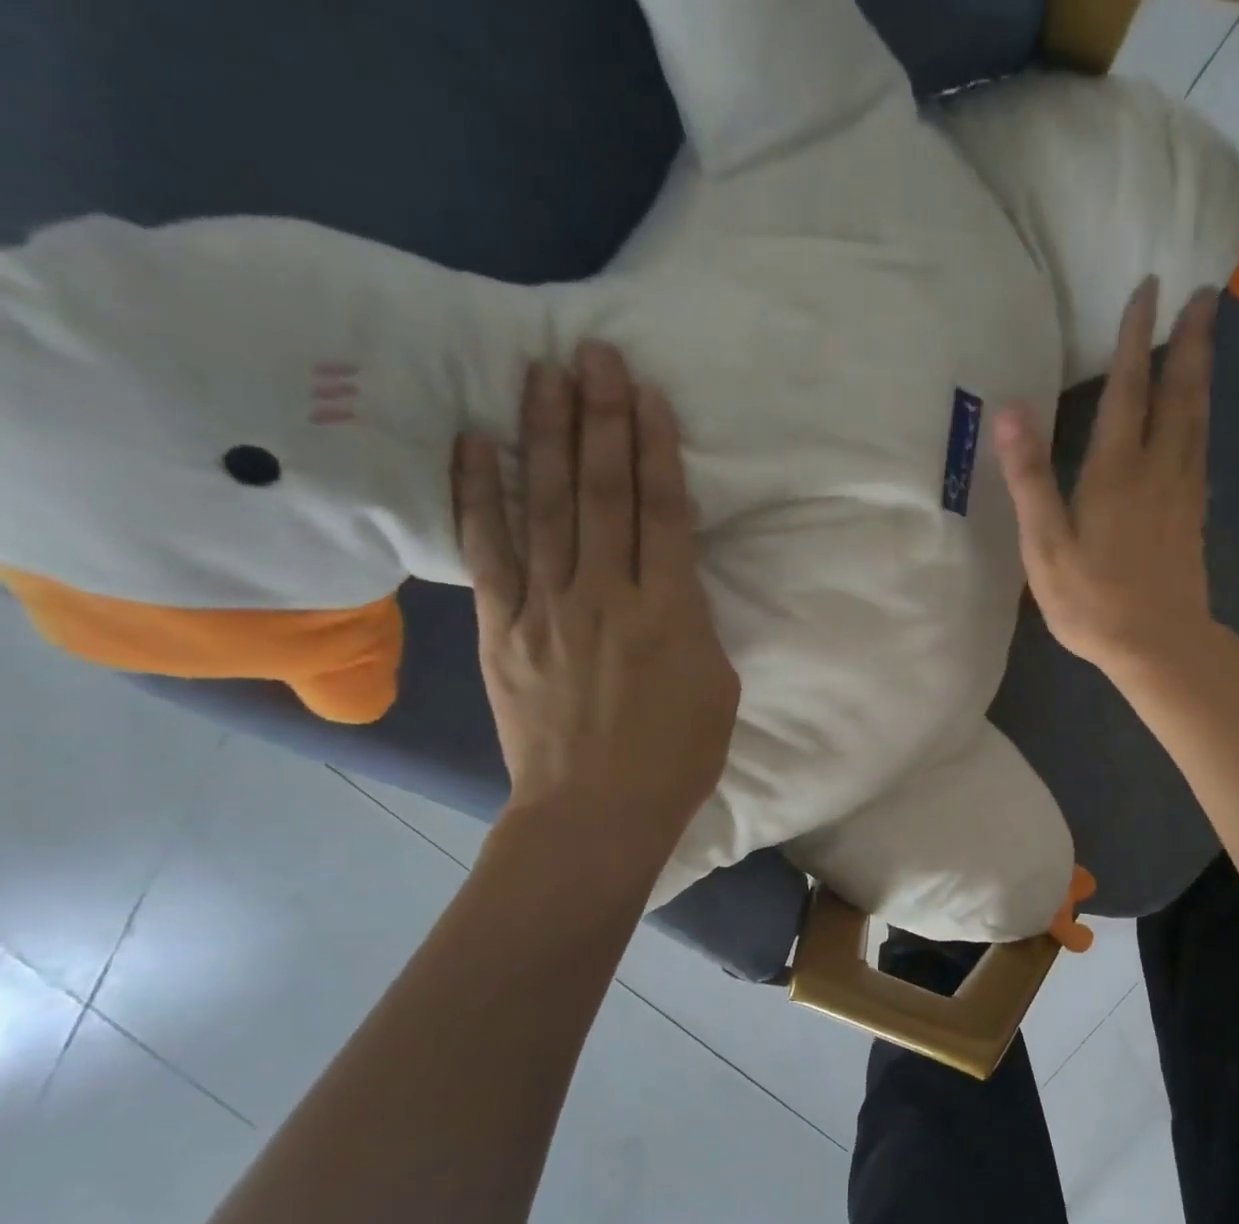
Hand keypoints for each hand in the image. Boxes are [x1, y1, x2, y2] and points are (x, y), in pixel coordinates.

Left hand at [452, 342, 739, 850]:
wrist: (597, 810)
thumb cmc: (677, 756)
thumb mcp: (718, 685)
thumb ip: (694, 621)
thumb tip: (672, 578)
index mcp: (669, 612)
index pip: (660, 512)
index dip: (654, 448)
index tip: (646, 394)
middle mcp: (605, 595)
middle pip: (602, 492)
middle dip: (599, 419)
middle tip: (592, 354)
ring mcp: (547, 608)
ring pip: (547, 506)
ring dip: (544, 436)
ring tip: (540, 374)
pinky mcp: (502, 628)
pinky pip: (489, 551)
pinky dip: (480, 495)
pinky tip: (476, 445)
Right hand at [995, 277, 1221, 680]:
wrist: (1158, 645)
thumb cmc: (1093, 601)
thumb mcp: (1046, 546)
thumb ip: (1030, 479)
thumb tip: (1011, 411)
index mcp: (1117, 471)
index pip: (1128, 389)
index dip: (1135, 338)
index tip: (1149, 288)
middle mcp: (1158, 469)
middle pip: (1179, 392)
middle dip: (1189, 340)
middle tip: (1205, 293)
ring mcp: (1183, 492)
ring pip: (1198, 417)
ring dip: (1202, 371)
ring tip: (1207, 336)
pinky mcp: (1194, 515)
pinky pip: (1201, 448)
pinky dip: (1203, 417)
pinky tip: (1201, 415)